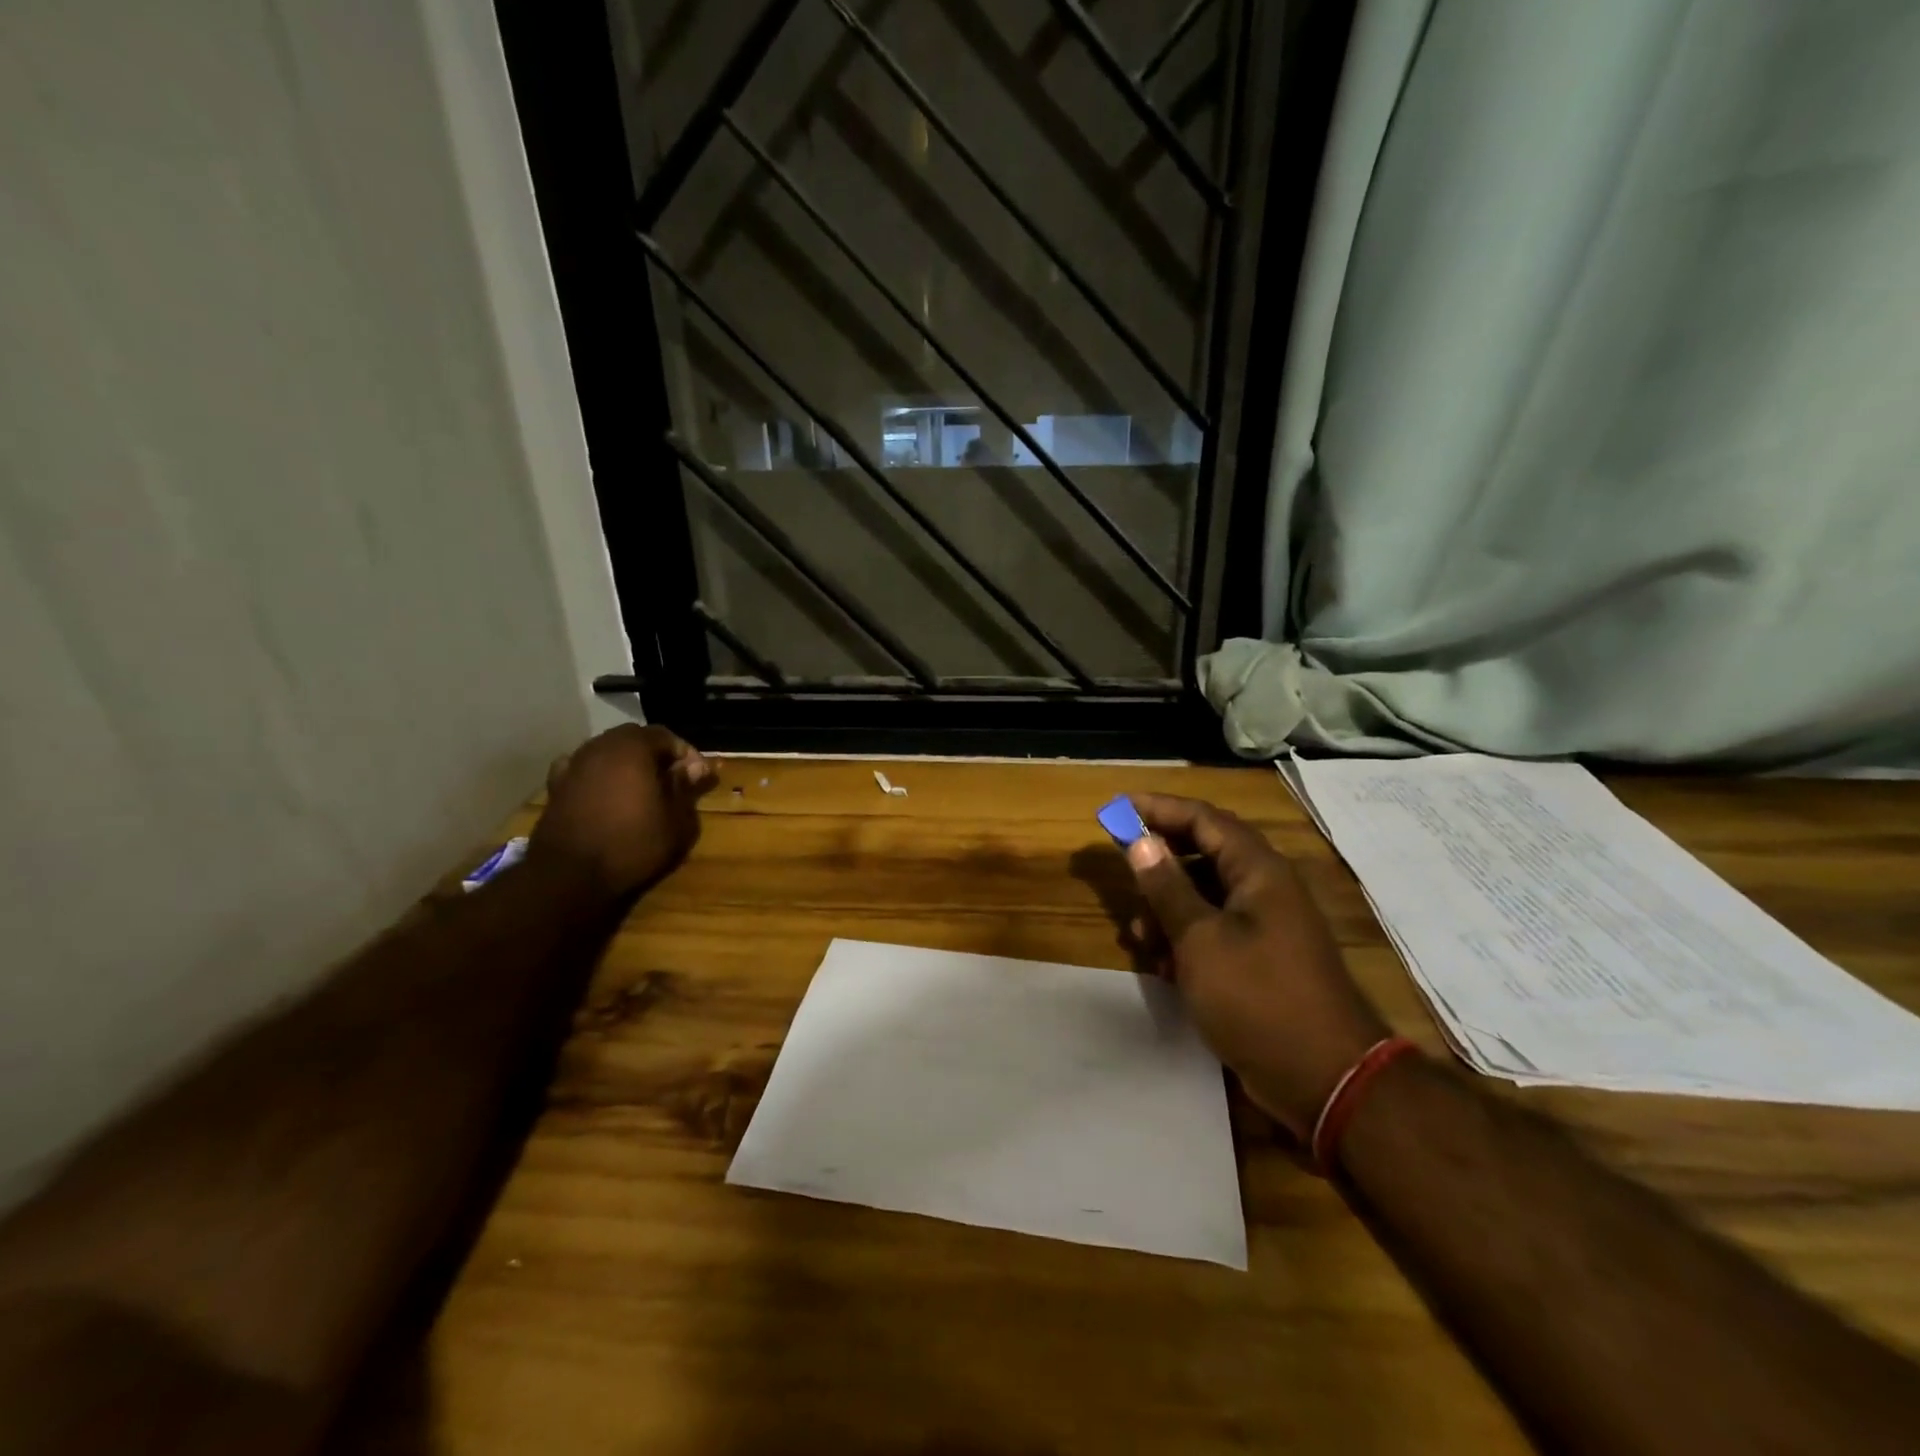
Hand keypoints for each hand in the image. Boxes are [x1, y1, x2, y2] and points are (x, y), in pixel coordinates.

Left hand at [528, 724, 713, 899]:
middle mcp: (600, 747)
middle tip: (673, 780)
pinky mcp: (556, 787)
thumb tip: (695, 767)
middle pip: (634, 738)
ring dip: (627, 764)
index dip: (686, 753)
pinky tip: (607, 794)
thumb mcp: (676, 821)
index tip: (699, 776)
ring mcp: (574, 765)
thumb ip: (685, 788)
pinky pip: (584, 770)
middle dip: (656, 755)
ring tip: (642, 790)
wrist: (568, 876)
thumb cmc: (632, 844)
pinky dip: (599, 775)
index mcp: (632, 749)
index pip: (665, 736)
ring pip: (607, 752)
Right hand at [1125, 794, 1389, 1138]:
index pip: (1203, 818)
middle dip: (1158, 864)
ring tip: (1138, 936)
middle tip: (1121, 873)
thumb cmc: (1259, 998)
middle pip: (1202, 854)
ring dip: (1166, 908)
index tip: (1116, 810)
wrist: (1326, 1080)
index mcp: (1258, 871)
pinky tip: (1161, 966)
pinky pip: (1213, 931)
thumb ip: (1167, 887)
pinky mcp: (1259, 961)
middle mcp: (1264, 889)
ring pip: (1204, 896)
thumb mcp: (1200, 940)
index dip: (1157, 809)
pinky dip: (1184, 939)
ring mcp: (1264, 926)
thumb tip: (1140, 842)